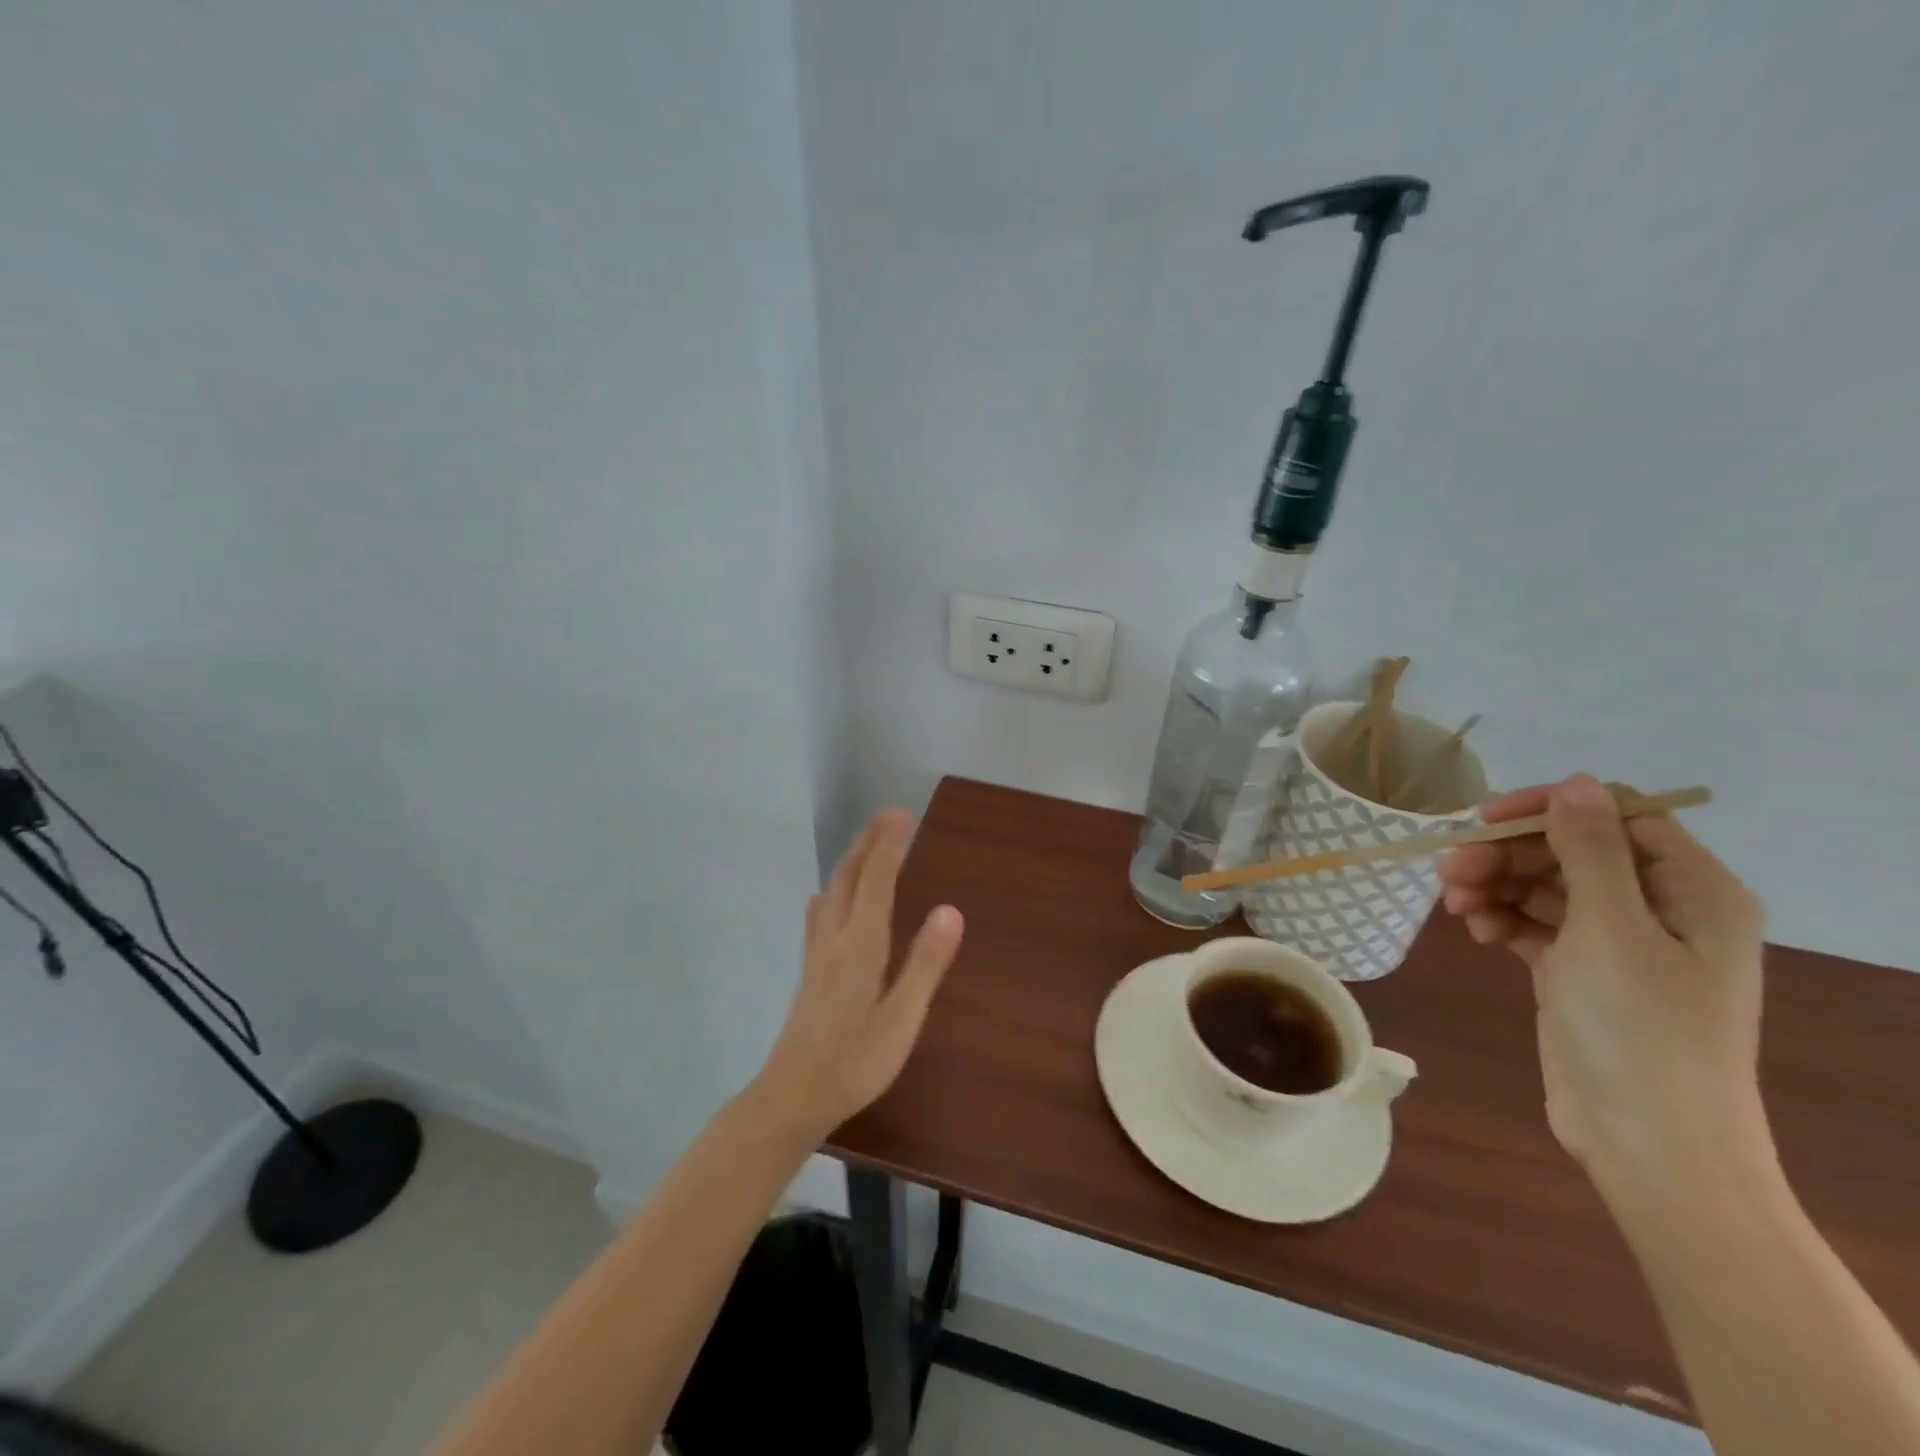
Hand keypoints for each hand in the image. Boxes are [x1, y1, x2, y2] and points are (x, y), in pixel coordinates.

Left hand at [754, 809, 964, 1136]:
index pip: (877, 881)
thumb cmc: (855, 1061)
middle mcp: (835, 938)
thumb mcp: (902, 1018)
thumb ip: (925, 964)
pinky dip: (830, 893)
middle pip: (849, 877)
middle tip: (888, 817)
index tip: (901, 813)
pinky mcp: (809, 971)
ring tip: (866, 846)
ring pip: (832, 893)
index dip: (889, 845)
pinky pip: (819, 915)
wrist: (793, 1096)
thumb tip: (951, 910)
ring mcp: (817, 954)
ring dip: (850, 862)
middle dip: (868, 843)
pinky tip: (824, 898)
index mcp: (860, 944)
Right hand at [1438, 774, 1769, 1185]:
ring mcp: (1620, 943)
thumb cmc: (1638, 1029)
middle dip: (1506, 857)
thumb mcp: (1610, 930)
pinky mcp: (1582, 972)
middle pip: (1570, 852)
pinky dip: (1503, 920)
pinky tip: (1476, 932)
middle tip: (1449, 871)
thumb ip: (1589, 851)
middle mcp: (1661, 908)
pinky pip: (1536, 924)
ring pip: (1545, 888)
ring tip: (1455, 906)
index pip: (1615, 816)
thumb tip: (1576, 782)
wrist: (1648, 1143)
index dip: (1548, 810)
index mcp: (1692, 890)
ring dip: (1496, 887)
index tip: (1482, 820)